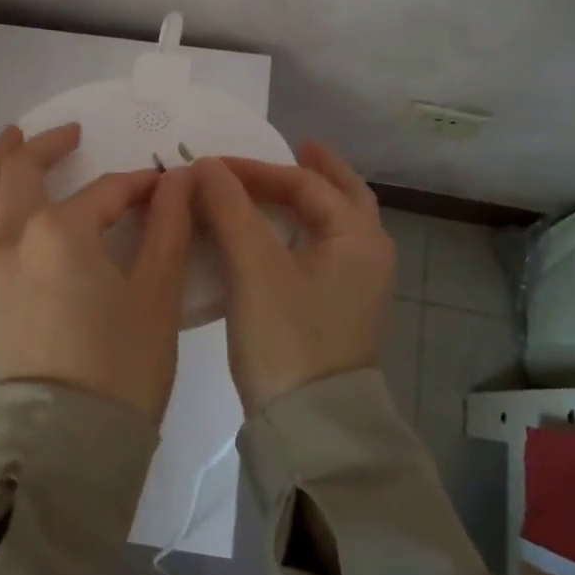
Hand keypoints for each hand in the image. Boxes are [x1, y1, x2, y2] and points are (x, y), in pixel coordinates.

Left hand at [0, 123, 194, 420]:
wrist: (71, 444)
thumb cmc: (123, 366)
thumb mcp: (158, 291)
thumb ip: (169, 225)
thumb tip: (180, 178)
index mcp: (61, 231)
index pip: (106, 191)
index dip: (138, 185)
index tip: (163, 188)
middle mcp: (12, 238)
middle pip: (22, 171)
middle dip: (48, 146)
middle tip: (71, 135)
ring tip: (9, 140)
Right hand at [195, 141, 394, 414]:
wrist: (310, 428)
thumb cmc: (287, 338)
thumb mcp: (254, 268)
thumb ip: (230, 209)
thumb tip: (206, 166)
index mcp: (357, 238)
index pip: (306, 184)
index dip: (256, 169)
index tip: (211, 166)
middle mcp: (368, 256)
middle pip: (343, 197)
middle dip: (318, 170)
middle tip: (295, 145)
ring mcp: (357, 288)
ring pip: (334, 227)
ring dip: (309, 202)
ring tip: (280, 186)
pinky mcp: (338, 311)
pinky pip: (321, 252)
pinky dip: (300, 232)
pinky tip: (273, 237)